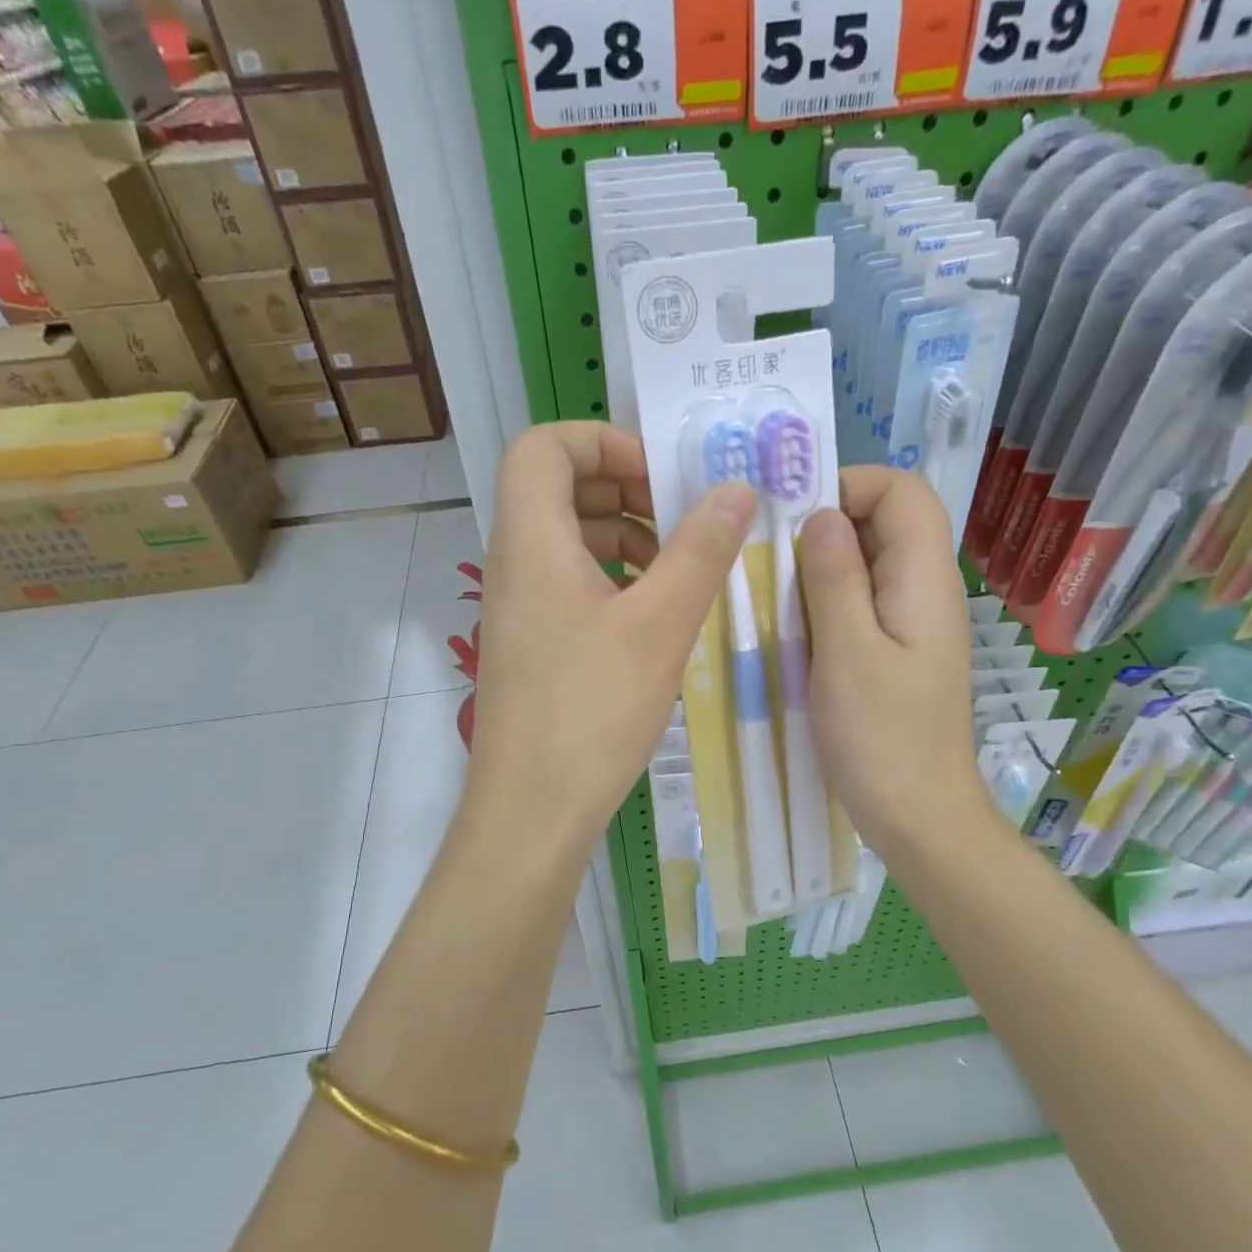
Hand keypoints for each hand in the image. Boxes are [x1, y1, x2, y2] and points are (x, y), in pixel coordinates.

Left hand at [467, 421, 755, 854]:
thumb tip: (736, 489)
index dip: (602, 441)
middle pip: (558, 487)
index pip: (544, 446)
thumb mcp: (659, 625)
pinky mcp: (532, 643)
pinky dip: (614, 578)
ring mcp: (519, 606)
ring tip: (679, 568)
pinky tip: (656, 614)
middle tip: (682, 517)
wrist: (532, 810)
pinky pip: (570, 582)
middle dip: (625, 488)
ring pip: (568, 538)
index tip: (660, 477)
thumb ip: (700, 550)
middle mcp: (514, 563)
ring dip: (625, 536)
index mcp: (531, 540)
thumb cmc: (591, 710)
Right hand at [799, 466, 997, 856]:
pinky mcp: (894, 649)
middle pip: (884, 522)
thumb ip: (835, 578)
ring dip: (819, 564)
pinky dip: (824, 599)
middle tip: (768, 555)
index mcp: (924, 581)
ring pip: (866, 562)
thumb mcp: (848, 654)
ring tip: (770, 590)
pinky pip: (860, 601)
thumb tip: (822, 513)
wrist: (918, 816)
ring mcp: (910, 622)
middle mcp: (924, 590)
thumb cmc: (883, 739)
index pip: (903, 491)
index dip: (851, 485)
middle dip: (825, 523)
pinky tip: (790, 625)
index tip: (795, 517)